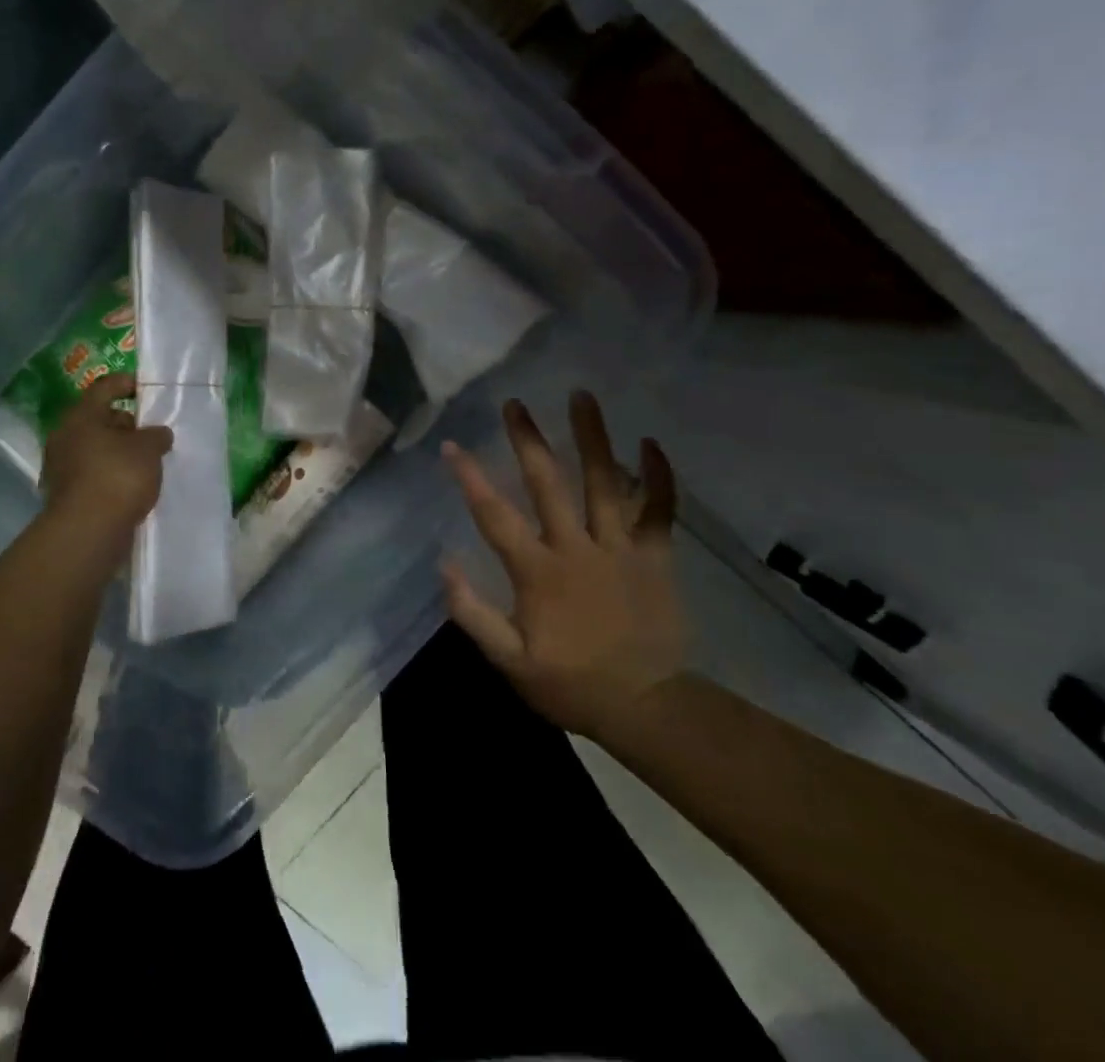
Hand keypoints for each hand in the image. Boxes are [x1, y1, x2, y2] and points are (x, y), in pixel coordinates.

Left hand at [40, 373, 173, 541]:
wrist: (88, 532)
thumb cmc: (118, 476)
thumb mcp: (148, 449)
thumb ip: (156, 435)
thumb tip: (158, 434)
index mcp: (81, 416)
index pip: (104, 388)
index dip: (126, 383)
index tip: (146, 388)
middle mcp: (65, 437)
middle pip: (99, 420)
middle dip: (126, 424)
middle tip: (152, 434)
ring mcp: (62, 468)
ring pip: (97, 449)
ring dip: (120, 453)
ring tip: (148, 463)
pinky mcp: (67, 495)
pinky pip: (94, 475)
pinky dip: (112, 476)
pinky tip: (133, 486)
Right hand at [441, 392, 687, 742]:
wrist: (646, 706)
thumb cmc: (570, 683)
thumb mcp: (510, 662)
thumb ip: (473, 614)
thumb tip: (444, 564)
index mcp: (539, 572)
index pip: (496, 516)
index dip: (471, 479)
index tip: (453, 446)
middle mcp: (577, 548)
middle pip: (549, 484)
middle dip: (528, 440)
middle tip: (515, 403)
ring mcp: (621, 548)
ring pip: (605, 483)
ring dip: (592, 437)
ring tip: (581, 396)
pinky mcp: (655, 556)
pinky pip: (660, 510)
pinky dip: (658, 476)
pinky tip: (651, 442)